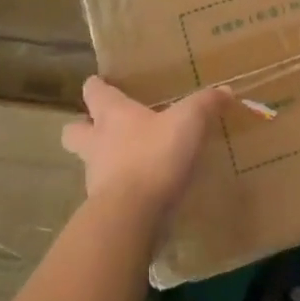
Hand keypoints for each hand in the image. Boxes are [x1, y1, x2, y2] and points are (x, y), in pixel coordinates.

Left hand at [64, 77, 233, 228]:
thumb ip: (206, 103)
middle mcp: (96, 143)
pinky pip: (108, 193)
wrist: (132, 215)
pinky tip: (143, 191)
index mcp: (112, 115)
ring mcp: (96, 178)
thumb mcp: (189, 121)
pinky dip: (122, 190)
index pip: (93, 92)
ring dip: (104, 161)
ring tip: (130, 161)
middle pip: (73, 131)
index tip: (101, 84)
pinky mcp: (104, 208)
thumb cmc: (154, 155)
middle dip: (83, 127)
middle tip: (102, 127)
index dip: (96, 87)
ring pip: (89, 163)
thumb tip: (226, 91)